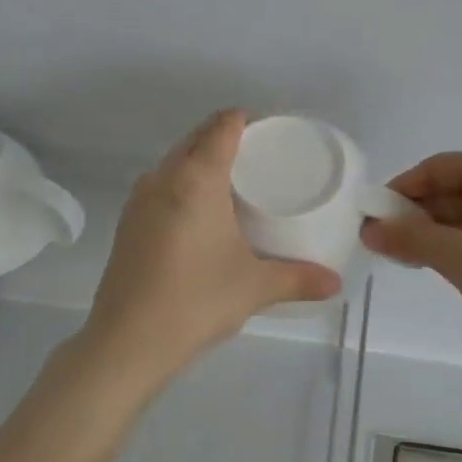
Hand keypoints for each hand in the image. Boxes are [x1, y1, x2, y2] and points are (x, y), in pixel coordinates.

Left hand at [80, 111, 341, 383]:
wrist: (126, 341)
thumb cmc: (196, 301)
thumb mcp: (255, 288)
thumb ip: (298, 279)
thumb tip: (335, 283)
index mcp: (196, 179)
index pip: (221, 127)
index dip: (245, 119)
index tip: (268, 128)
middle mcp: (163, 178)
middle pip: (195, 138)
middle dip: (224, 136)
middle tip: (258, 155)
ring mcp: (139, 200)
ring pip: (174, 162)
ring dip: (199, 160)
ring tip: (231, 182)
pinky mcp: (126, 223)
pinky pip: (160, 186)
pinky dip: (181, 184)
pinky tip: (198, 214)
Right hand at [361, 152, 461, 360]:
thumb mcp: (455, 258)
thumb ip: (408, 238)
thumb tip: (369, 229)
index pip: (439, 167)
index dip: (403, 189)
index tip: (378, 217)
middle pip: (458, 184)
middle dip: (422, 212)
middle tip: (394, 244)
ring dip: (443, 227)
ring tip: (417, 258)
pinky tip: (453, 261)